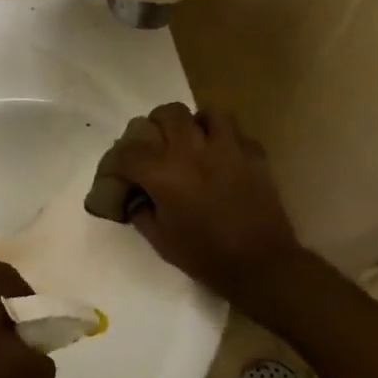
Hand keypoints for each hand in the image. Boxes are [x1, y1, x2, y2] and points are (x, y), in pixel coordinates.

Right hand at [99, 103, 306, 303]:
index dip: (117, 161)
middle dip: (155, 126)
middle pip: (168, 114)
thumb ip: (141, 211)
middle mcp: (193, 150)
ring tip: (191, 142)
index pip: (129, 152)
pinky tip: (221, 157)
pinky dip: (224, 139)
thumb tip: (136, 196)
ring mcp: (228, 148)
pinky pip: (235, 132)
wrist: (261, 265)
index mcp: (165, 173)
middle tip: (155, 145)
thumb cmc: (205, 255)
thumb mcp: (160, 240)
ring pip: (207, 113)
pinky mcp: (254, 154)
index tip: (117, 172)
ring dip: (194, 124)